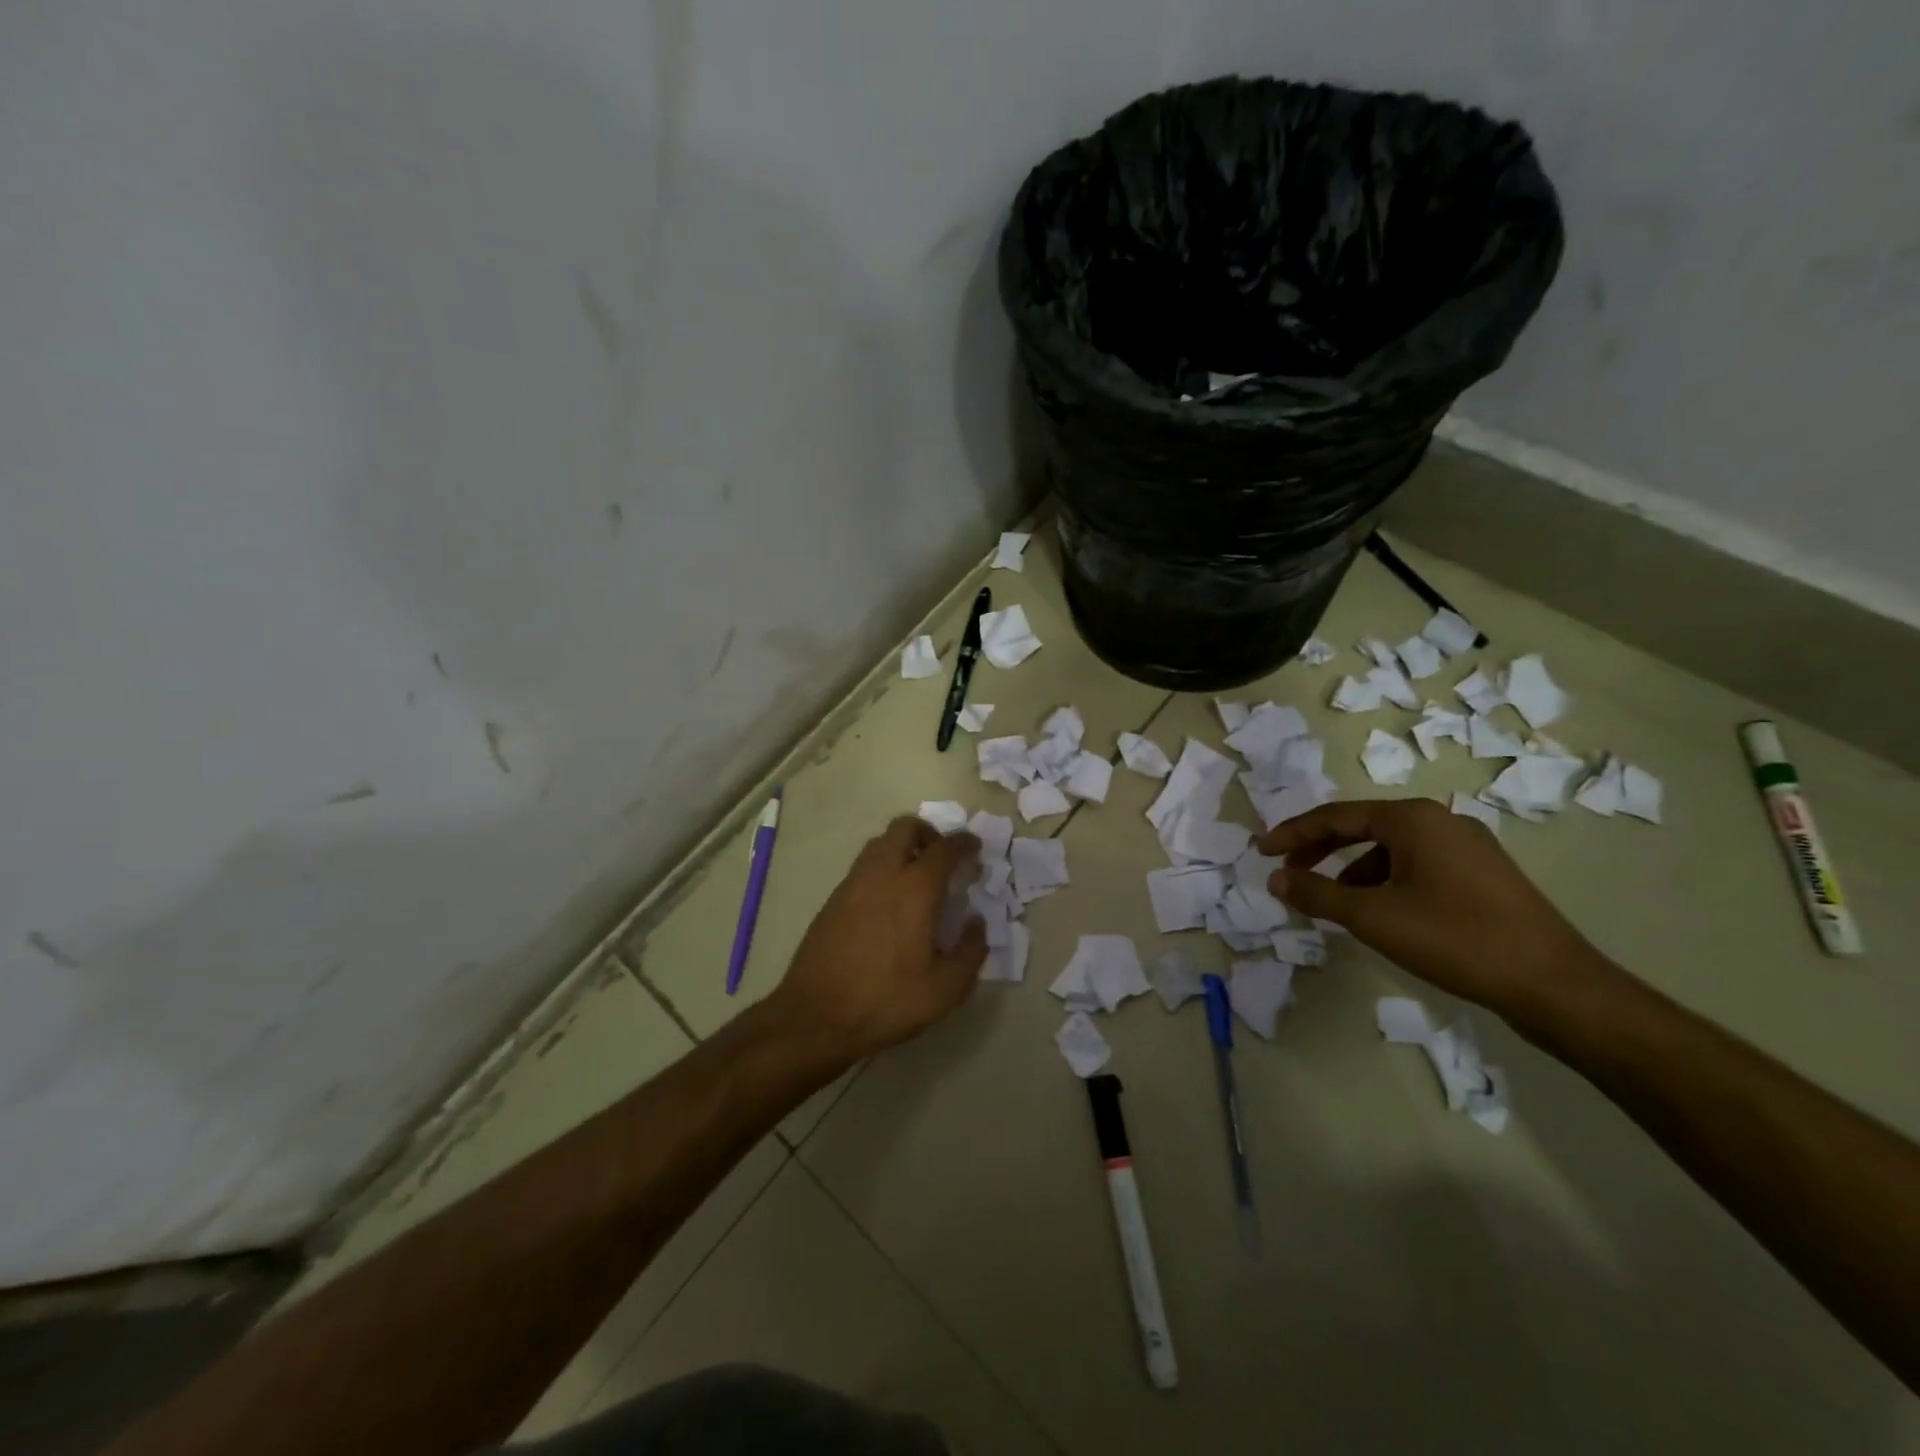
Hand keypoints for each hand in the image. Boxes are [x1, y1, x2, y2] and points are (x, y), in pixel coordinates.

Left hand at [770, 816, 986, 1065]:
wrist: (815, 1017)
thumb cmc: (886, 1001)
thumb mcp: (945, 989)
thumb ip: (971, 951)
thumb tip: (976, 923)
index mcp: (915, 889)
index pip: (944, 848)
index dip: (964, 843)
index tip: (976, 849)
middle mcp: (882, 874)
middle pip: (905, 828)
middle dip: (929, 833)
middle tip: (943, 858)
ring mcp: (852, 884)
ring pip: (880, 843)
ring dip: (902, 848)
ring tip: (917, 878)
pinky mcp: (833, 900)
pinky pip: (863, 867)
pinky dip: (882, 868)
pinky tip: (889, 902)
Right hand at [1258, 798, 1613, 1020]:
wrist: (1554, 985)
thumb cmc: (1455, 938)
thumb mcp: (1372, 917)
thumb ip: (1318, 894)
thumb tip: (1276, 879)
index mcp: (1413, 819)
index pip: (1336, 816)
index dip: (1293, 834)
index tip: (1261, 852)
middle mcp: (1440, 821)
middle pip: (1362, 827)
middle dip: (1319, 849)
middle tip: (1287, 872)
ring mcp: (1467, 847)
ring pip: (1389, 849)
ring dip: (1350, 870)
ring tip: (1330, 901)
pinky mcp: (1482, 876)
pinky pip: (1415, 866)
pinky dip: (1383, 881)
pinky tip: (1378, 913)